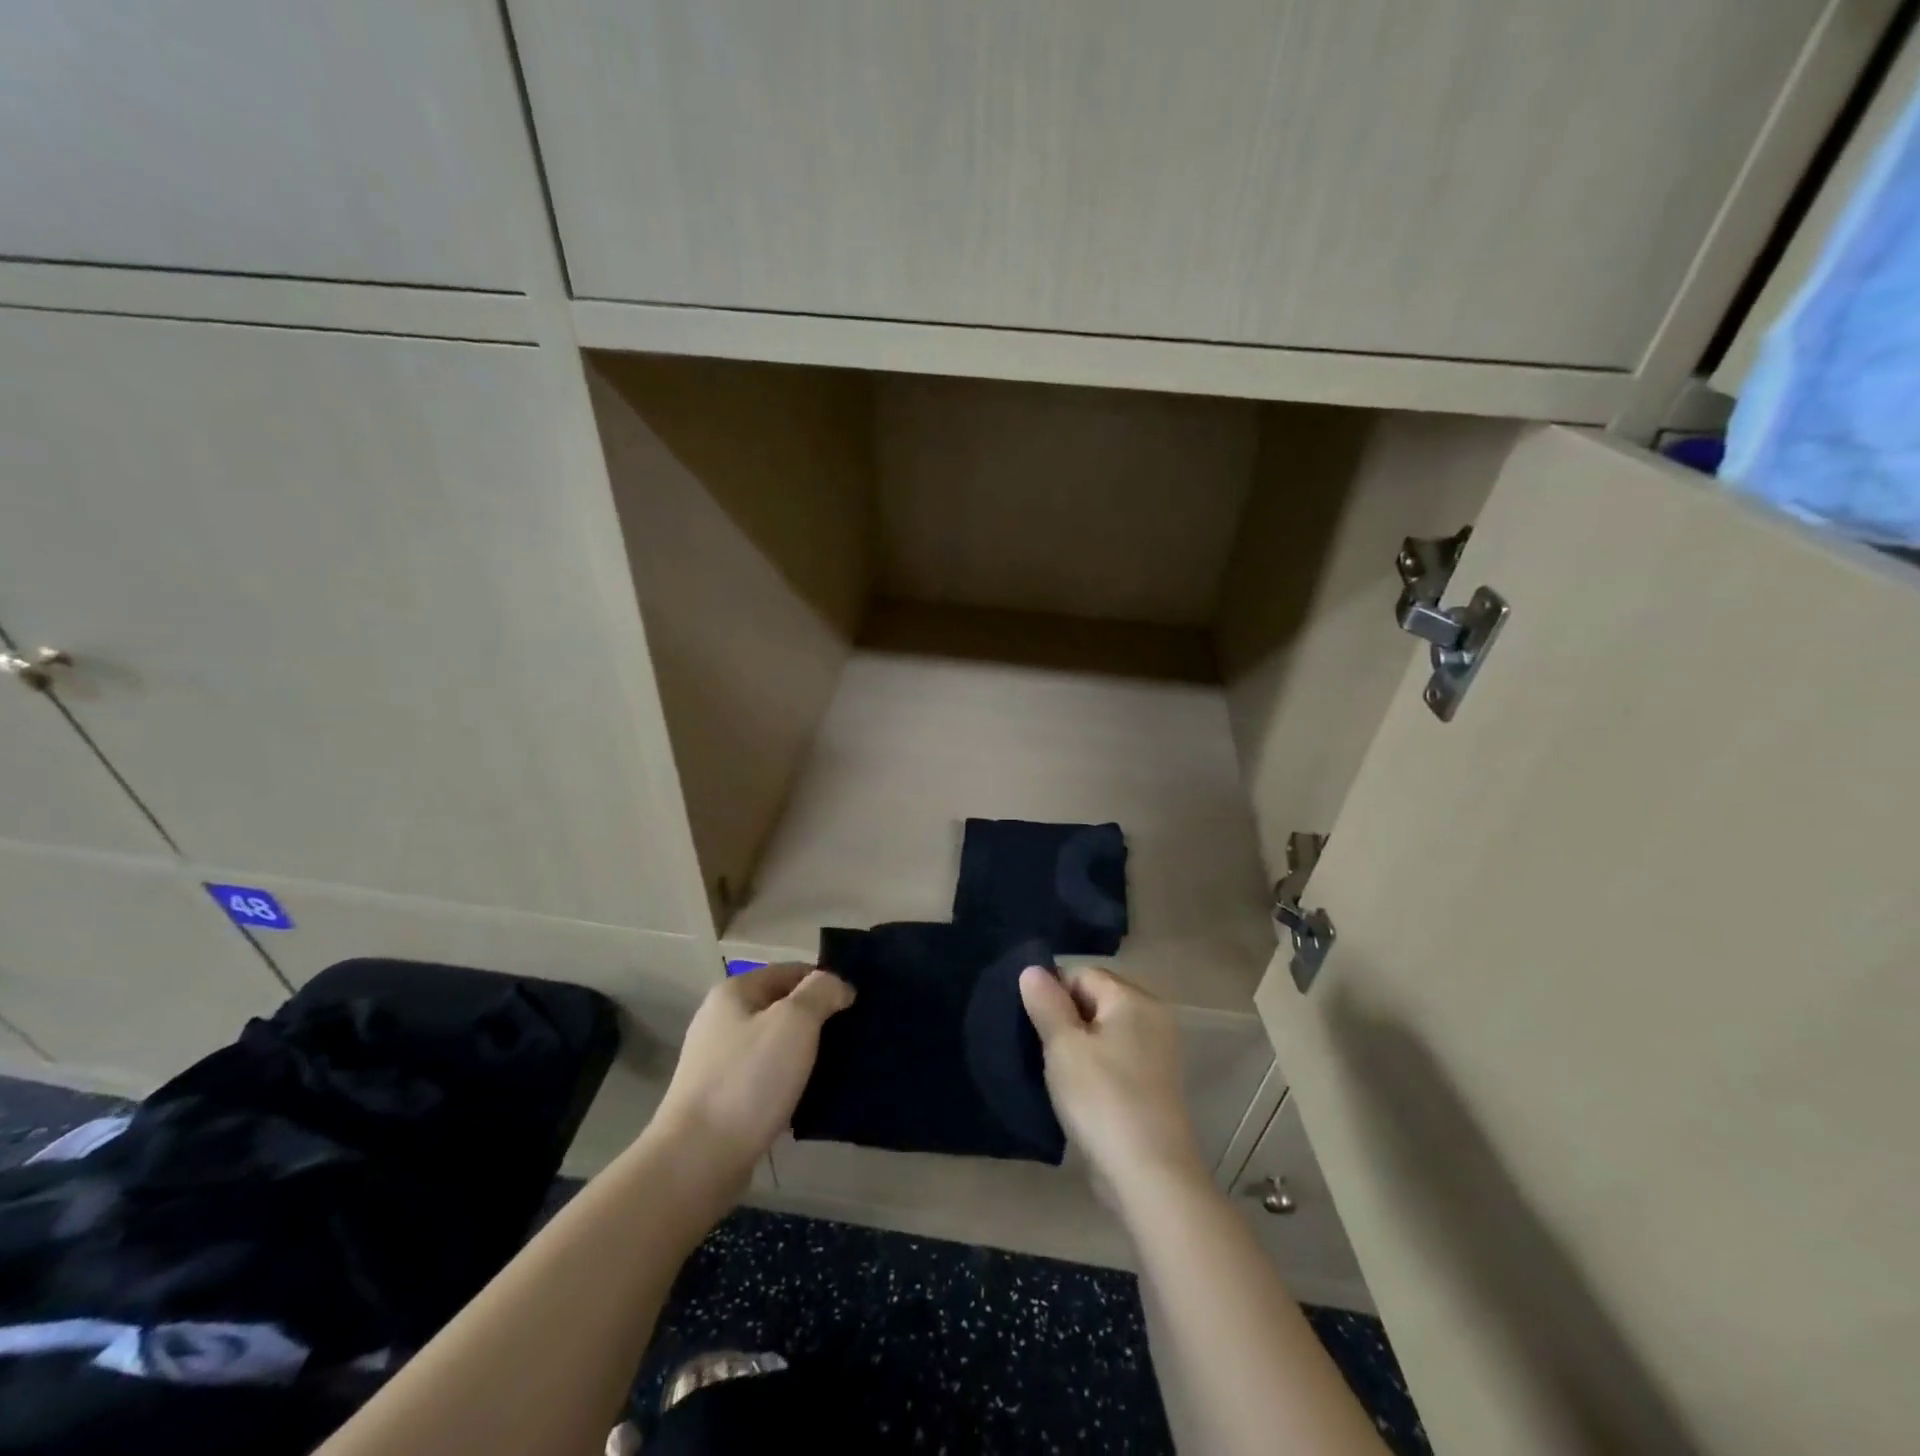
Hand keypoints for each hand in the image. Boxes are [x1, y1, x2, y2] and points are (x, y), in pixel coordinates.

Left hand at [651, 963, 853, 1192]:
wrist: (697, 1160)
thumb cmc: (749, 1080)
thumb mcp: (794, 1022)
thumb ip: (821, 992)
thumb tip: (838, 985)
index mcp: (733, 992)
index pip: (790, 971)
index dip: (824, 982)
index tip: (855, 1005)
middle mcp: (720, 1020)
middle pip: (780, 1007)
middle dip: (816, 1018)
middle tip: (851, 1036)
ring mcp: (716, 1061)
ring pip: (773, 1044)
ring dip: (803, 1052)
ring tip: (837, 1067)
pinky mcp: (719, 1099)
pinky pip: (764, 1077)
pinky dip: (787, 1081)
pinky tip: (808, 1097)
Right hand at [1019, 965, 1205, 1198]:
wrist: (1150, 1175)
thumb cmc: (1102, 1098)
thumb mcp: (1063, 1046)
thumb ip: (1046, 1003)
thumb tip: (1033, 969)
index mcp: (1134, 999)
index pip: (1083, 974)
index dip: (1052, 992)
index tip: (1031, 1024)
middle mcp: (1153, 1017)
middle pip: (1097, 1000)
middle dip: (1065, 1018)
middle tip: (1039, 1047)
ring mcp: (1159, 1053)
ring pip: (1106, 1032)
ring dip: (1079, 1045)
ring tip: (1054, 1071)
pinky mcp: (1156, 1085)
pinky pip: (1118, 1058)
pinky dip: (1097, 1066)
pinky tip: (1077, 1091)